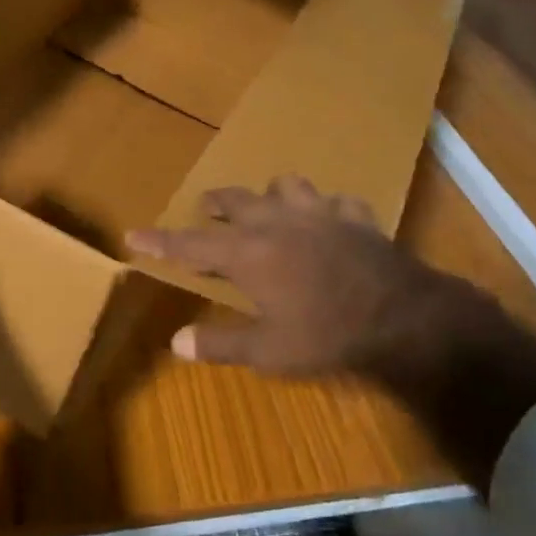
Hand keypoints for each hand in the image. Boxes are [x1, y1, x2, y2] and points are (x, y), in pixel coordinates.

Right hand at [126, 175, 483, 382]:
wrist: (402, 316)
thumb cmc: (327, 334)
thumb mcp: (269, 350)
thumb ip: (221, 343)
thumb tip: (177, 342)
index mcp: (248, 253)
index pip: (191, 244)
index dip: (160, 241)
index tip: (134, 233)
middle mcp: (277, 223)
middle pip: (235, 201)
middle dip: (215, 204)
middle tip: (206, 209)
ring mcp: (319, 214)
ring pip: (287, 185)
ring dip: (273, 194)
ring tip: (270, 206)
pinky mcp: (355, 217)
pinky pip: (338, 203)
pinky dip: (329, 210)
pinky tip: (332, 221)